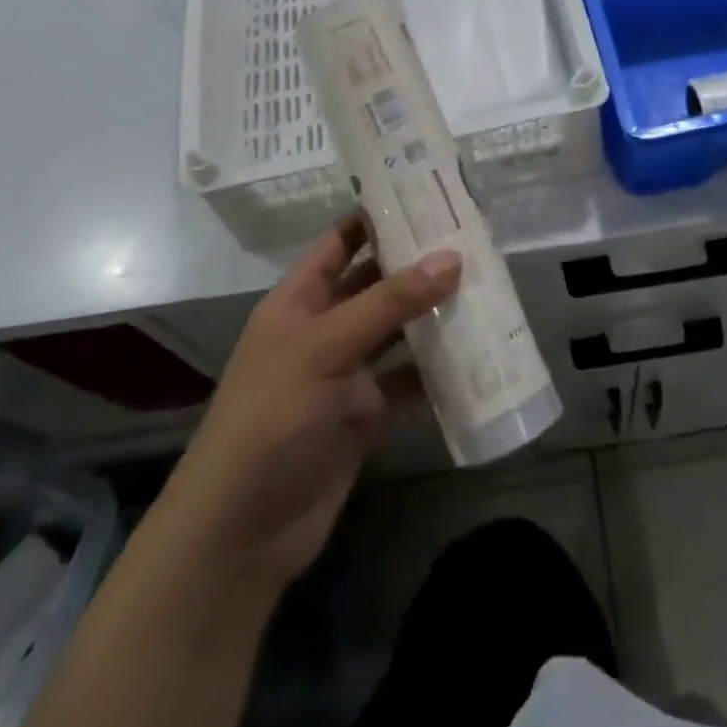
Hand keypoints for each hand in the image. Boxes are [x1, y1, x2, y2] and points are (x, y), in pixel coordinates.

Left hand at [158, 216, 459, 588]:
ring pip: (397, 331)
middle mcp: (323, 330)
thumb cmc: (271, 418)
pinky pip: (408, 380)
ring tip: (485, 285)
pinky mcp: (365, 415)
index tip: (425, 195)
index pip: (340, 243)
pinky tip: (475, 352)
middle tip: (472, 238)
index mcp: (298, 302)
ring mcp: (345, 374)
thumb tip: (452, 257)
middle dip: (416, 264)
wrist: (242, 532)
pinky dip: (437, 369)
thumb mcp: (326, 347)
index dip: (376, 218)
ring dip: (432, 313)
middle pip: (375, 284)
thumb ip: (389, 302)